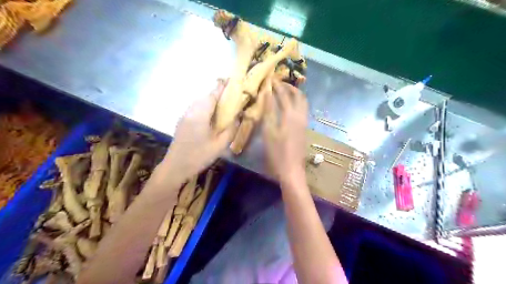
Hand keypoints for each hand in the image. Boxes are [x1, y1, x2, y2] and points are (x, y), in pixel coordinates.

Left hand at [162, 80, 237, 179]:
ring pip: (198, 102)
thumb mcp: (220, 145)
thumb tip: (237, 117)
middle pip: (204, 97)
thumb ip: (231, 130)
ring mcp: (184, 116)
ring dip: (209, 99)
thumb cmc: (199, 156)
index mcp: (200, 115)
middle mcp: (191, 111)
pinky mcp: (182, 122)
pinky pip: (194, 108)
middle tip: (229, 95)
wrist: (175, 167)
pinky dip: (204, 106)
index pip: (212, 95)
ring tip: (221, 104)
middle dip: (216, 93)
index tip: (230, 80)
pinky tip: (209, 115)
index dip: (221, 87)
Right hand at [263, 78, 305, 182]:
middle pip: (299, 95)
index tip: (271, 79)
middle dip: (289, 87)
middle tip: (279, 84)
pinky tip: (289, 107)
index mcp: (290, 115)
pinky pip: (303, 109)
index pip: (284, 94)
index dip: (277, 86)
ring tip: (285, 92)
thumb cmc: (277, 152)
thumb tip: (267, 94)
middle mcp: (300, 115)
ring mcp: (304, 122)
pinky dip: (297, 102)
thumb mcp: (269, 131)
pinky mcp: (304, 128)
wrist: (291, 169)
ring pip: (303, 102)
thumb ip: (269, 111)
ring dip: (295, 94)